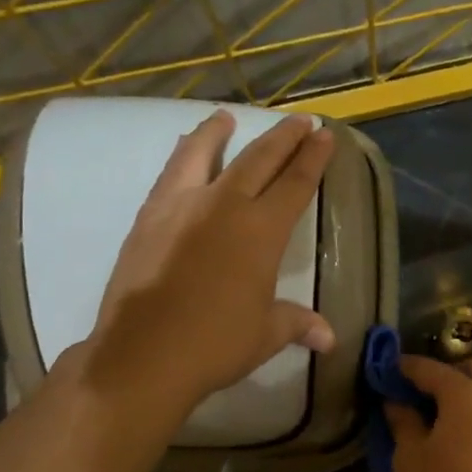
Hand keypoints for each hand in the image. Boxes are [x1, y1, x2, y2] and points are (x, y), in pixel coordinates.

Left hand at [80, 109, 336, 414]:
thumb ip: (298, 323)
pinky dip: (181, 156)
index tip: (324, 134)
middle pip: (259, 159)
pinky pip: (170, 175)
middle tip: (299, 120)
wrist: (143, 354)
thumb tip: (329, 338)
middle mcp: (223, 206)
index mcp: (261, 231)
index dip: (313, 158)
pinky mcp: (148, 218)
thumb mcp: (266, 334)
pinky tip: (182, 154)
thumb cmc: (215, 344)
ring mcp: (181, 207)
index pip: (295, 183)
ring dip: (218, 133)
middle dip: (283, 137)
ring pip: (202, 154)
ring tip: (224, 117)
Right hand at [384, 355, 471, 471]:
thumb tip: (396, 403)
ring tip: (440, 416)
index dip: (406, 367)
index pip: (430, 368)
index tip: (388, 370)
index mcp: (465, 393)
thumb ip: (403, 424)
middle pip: (471, 368)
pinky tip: (462, 435)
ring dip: (467, 392)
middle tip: (421, 393)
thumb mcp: (411, 460)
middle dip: (446, 373)